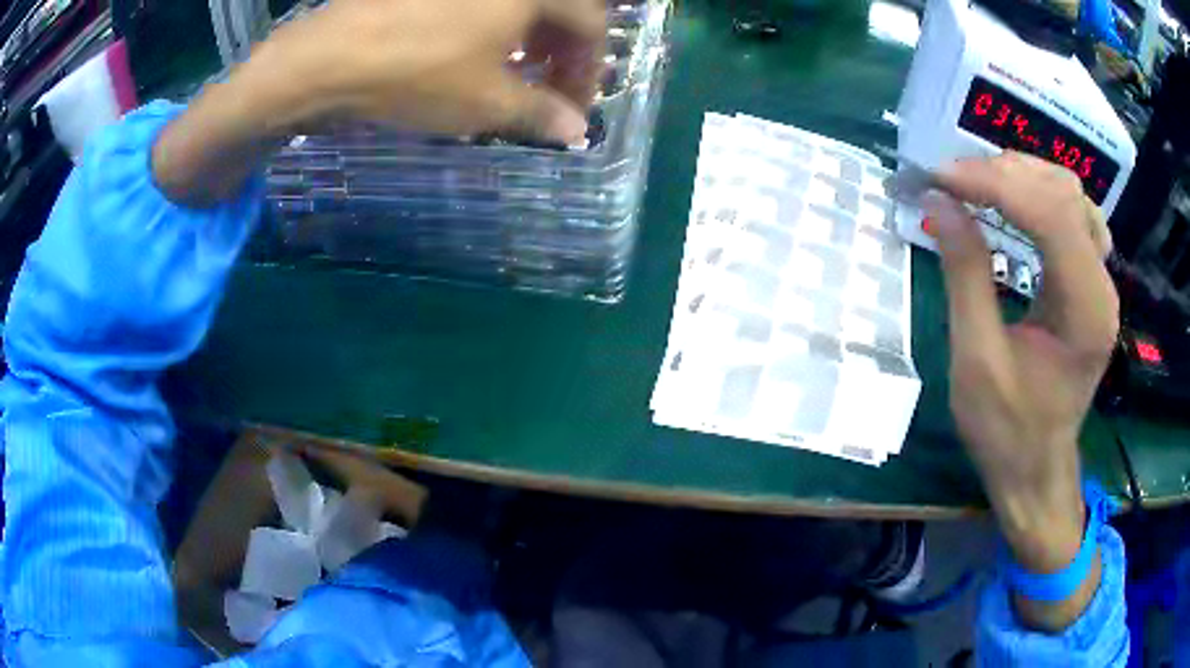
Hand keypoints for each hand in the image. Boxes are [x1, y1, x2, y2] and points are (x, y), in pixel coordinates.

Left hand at [246, 0, 604, 140]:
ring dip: (527, 37)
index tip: (574, 108)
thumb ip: (540, 113)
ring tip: (513, 72)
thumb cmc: (419, 73)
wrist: (327, 57)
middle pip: (558, 7)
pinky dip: (492, 26)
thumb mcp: (487, 103)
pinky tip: (473, 51)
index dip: (588, 71)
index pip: (589, 26)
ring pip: (518, 3)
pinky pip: (482, 2)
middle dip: (561, 52)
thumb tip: (576, 129)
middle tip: (548, 87)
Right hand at [927, 152, 1118, 628]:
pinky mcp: (1092, 284)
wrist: (1036, 469)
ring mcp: (1101, 282)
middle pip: (1064, 194)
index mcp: (1085, 312)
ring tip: (977, 184)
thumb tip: (940, 202)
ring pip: (1071, 196)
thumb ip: (966, 275)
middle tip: (952, 179)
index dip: (995, 183)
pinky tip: (1013, 204)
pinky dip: (1038, 197)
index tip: (941, 177)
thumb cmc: (1007, 431)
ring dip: (1023, 178)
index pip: (1051, 214)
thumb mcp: (976, 361)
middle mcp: (1102, 287)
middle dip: (1005, 174)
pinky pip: (1072, 216)